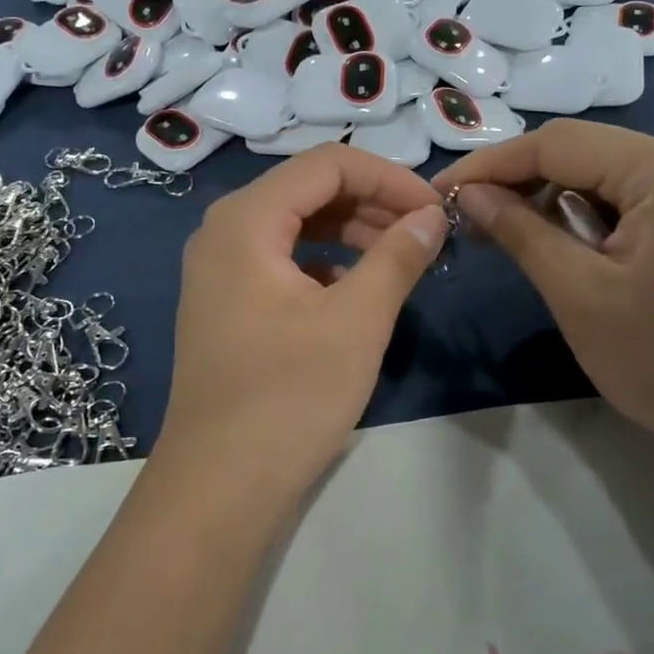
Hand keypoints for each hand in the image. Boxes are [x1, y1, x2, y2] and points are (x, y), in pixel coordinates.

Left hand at [157, 144, 447, 497]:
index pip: (327, 165)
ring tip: (401, 257)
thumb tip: (431, 217)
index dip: (388, 178)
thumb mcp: (357, 321)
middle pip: (308, 190)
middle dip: (372, 203)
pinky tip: (358, 288)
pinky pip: (282, 260)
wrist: (220, 487)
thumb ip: (397, 257)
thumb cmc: (289, 397)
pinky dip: (326, 262)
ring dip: (352, 232)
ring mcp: (220, 269)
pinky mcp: (227, 303)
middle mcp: (223, 231)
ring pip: (296, 225)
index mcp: (245, 220)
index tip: (434, 209)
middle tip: (425, 234)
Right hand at [432, 121, 653, 476]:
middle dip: (514, 182)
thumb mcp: (578, 293)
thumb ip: (519, 232)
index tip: (437, 194)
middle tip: (462, 219)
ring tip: (496, 235)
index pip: (555, 144)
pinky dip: (575, 220)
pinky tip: (549, 247)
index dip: (489, 166)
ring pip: (593, 178)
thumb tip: (467, 195)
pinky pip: (617, 203)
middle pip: (576, 153)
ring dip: (542, 202)